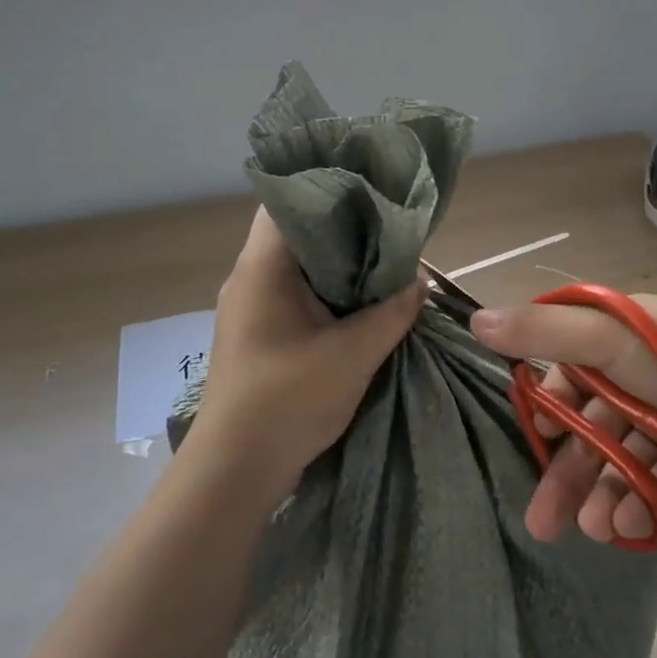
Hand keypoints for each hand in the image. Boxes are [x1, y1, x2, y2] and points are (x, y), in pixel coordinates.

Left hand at [186, 208, 425, 506]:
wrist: (234, 471)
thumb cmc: (287, 401)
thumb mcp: (353, 354)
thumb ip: (393, 313)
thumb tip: (422, 282)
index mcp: (262, 267)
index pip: (288, 200)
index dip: (329, 186)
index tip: (372, 188)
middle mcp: (250, 277)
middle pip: (297, 231)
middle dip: (344, 226)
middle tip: (390, 223)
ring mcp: (251, 306)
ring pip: (298, 265)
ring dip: (337, 263)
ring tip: (384, 256)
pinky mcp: (258, 332)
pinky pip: (295, 294)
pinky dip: (327, 290)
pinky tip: (361, 299)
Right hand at [470, 295, 656, 543]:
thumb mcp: (610, 339)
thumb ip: (543, 332)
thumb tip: (475, 319)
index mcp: (621, 340)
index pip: (565, 369)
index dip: (543, 403)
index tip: (528, 435)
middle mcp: (642, 379)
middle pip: (588, 426)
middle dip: (564, 471)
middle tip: (540, 520)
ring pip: (619, 464)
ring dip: (600, 495)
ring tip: (591, 529)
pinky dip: (640, 508)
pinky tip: (630, 525)